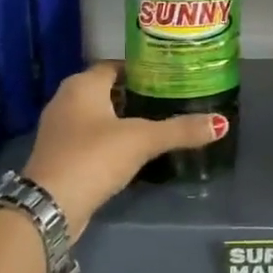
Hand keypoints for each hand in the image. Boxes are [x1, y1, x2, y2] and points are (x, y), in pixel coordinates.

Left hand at [23, 61, 225, 239]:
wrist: (50, 206)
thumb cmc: (93, 158)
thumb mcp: (141, 140)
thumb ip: (180, 130)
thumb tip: (222, 123)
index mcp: (81, 85)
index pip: (114, 66)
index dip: (141, 70)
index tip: (168, 77)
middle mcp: (65, 100)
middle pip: (106, 90)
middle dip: (135, 94)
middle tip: (168, 100)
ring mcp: (59, 129)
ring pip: (97, 115)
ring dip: (121, 119)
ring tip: (155, 124)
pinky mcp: (59, 155)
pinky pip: (89, 138)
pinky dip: (109, 139)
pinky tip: (131, 151)